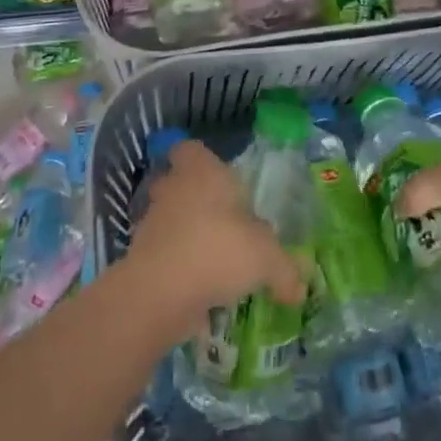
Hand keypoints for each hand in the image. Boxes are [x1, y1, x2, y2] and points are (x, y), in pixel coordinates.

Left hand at [129, 141, 304, 330]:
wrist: (160, 292)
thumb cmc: (217, 250)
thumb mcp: (266, 258)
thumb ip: (285, 269)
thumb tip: (300, 287)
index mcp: (201, 171)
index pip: (190, 149)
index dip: (202, 159)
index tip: (221, 178)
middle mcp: (172, 188)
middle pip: (178, 183)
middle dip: (196, 200)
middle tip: (222, 221)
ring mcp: (152, 222)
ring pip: (169, 219)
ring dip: (186, 235)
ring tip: (212, 261)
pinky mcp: (140, 256)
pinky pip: (163, 255)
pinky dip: (176, 268)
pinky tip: (198, 290)